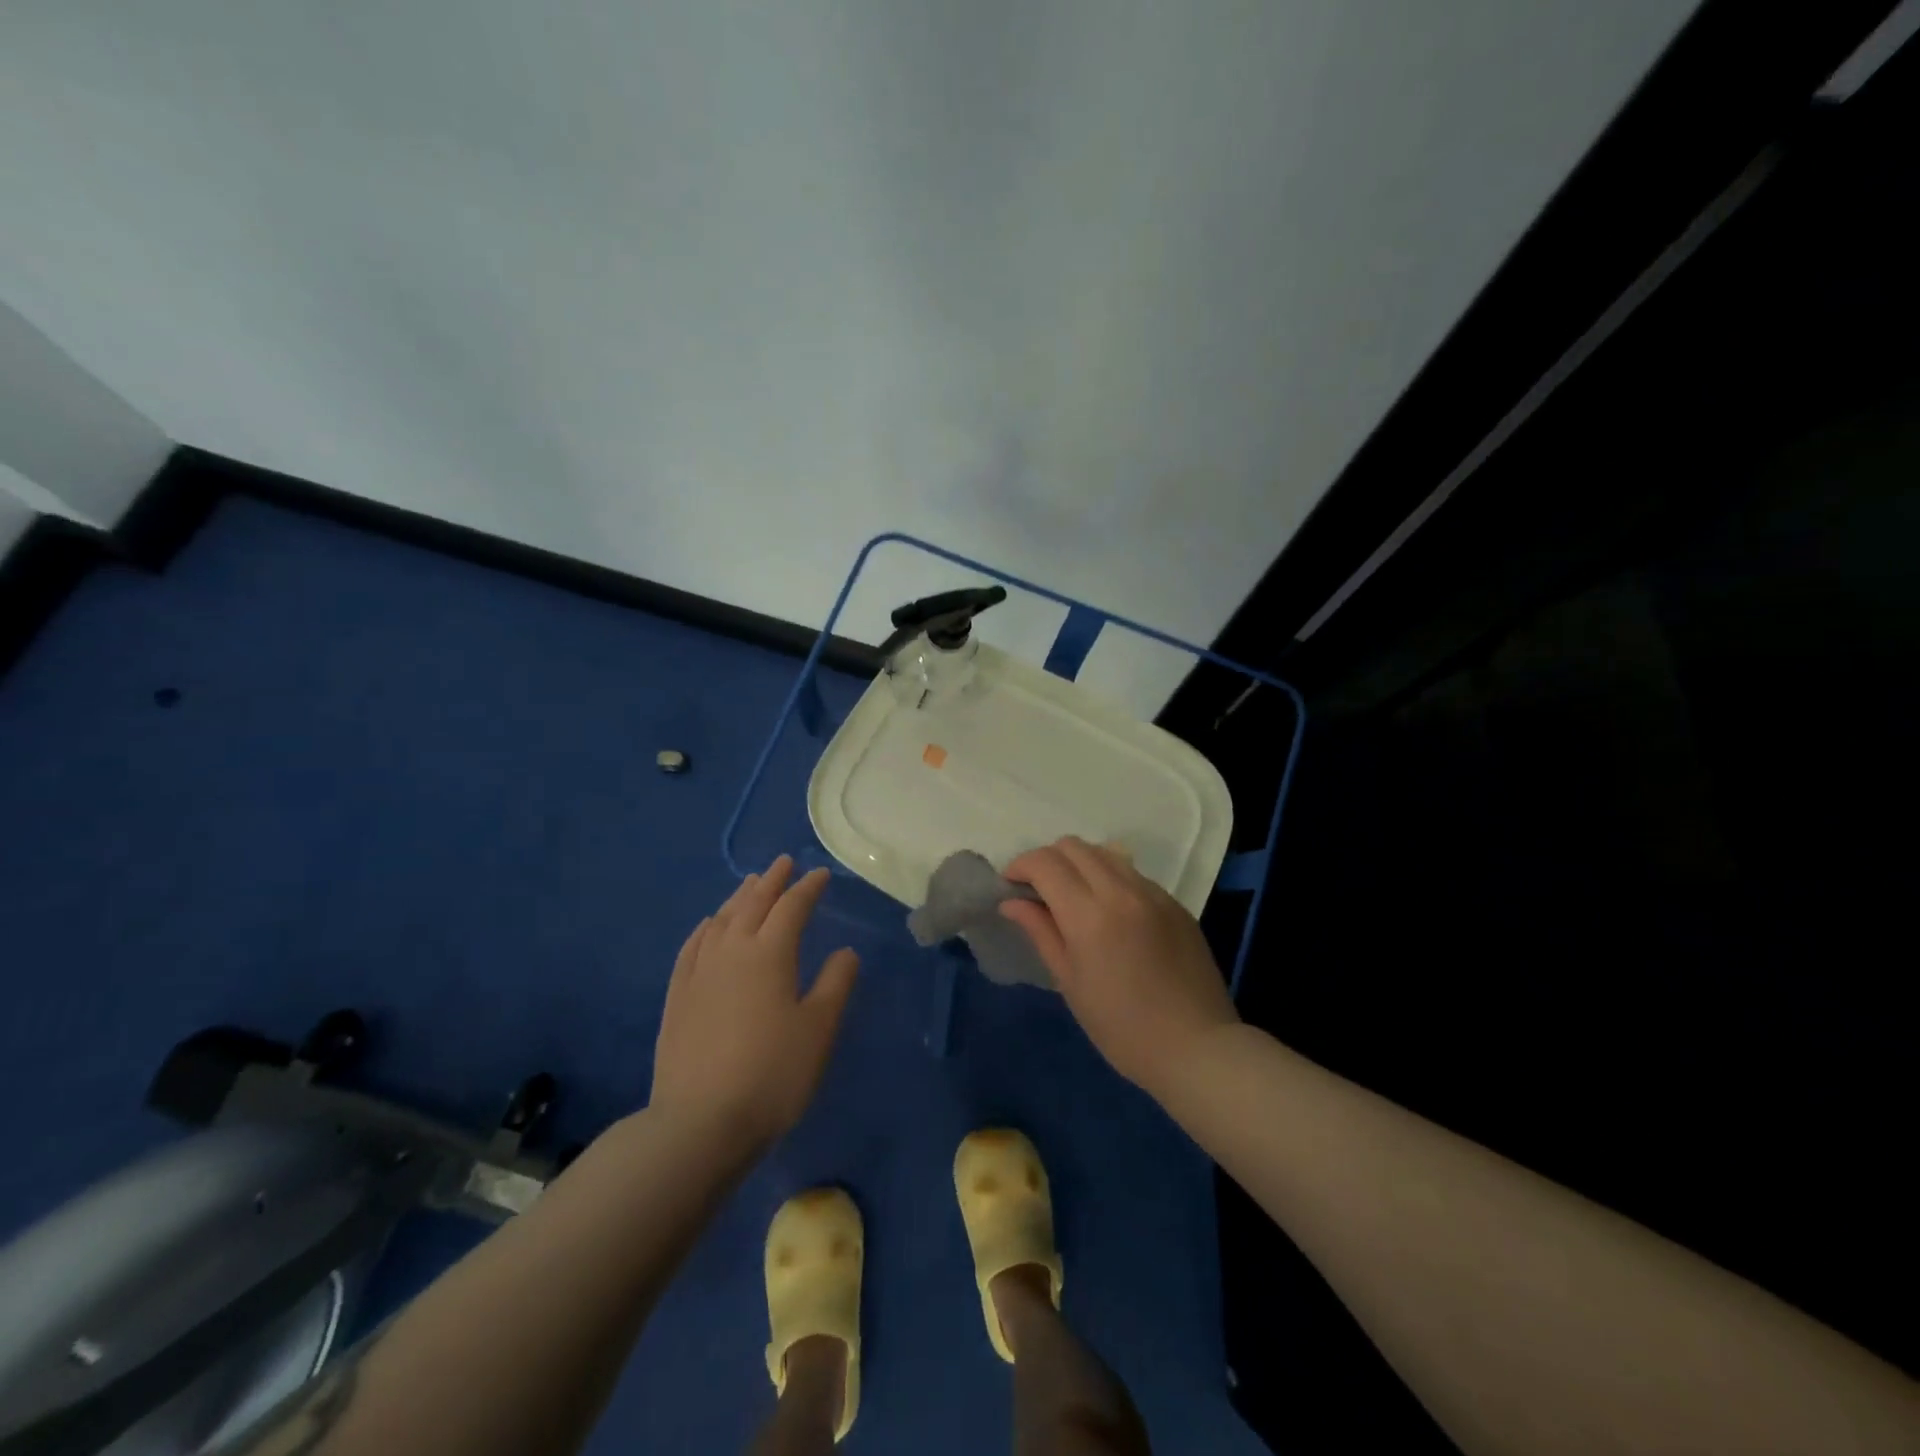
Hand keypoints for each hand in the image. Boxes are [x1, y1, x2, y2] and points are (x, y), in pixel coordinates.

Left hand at [650, 855, 858, 1150]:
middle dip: (772, 881)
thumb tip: (845, 951)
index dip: (808, 888)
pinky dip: (706, 928)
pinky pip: (692, 947)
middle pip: (753, 904)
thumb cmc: (772, 1073)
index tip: (821, 874)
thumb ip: (835, 984)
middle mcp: (732, 951)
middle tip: (783, 862)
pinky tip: (709, 926)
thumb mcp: (818, 1029)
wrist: (700, 1123)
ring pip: (721, 920)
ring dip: (739, 898)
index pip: (792, 907)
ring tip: (750, 884)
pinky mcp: (677, 997)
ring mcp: (699, 972)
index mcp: (770, 953)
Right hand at [1001, 836, 1237, 1096]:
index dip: (1020, 866)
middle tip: (1037, 890)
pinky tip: (1110, 912)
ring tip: (1072, 896)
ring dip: (1079, 864)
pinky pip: (1133, 874)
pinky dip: (1110, 879)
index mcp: (1090, 915)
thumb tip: (1012, 901)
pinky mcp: (1174, 902)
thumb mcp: (1070, 982)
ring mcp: (1153, 893)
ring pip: (1105, 853)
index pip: (1046, 863)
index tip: (1010, 885)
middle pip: (1073, 846)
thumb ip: (1040, 931)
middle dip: (1047, 860)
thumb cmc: (1121, 1027)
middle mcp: (1121, 891)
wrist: (1196, 1047)